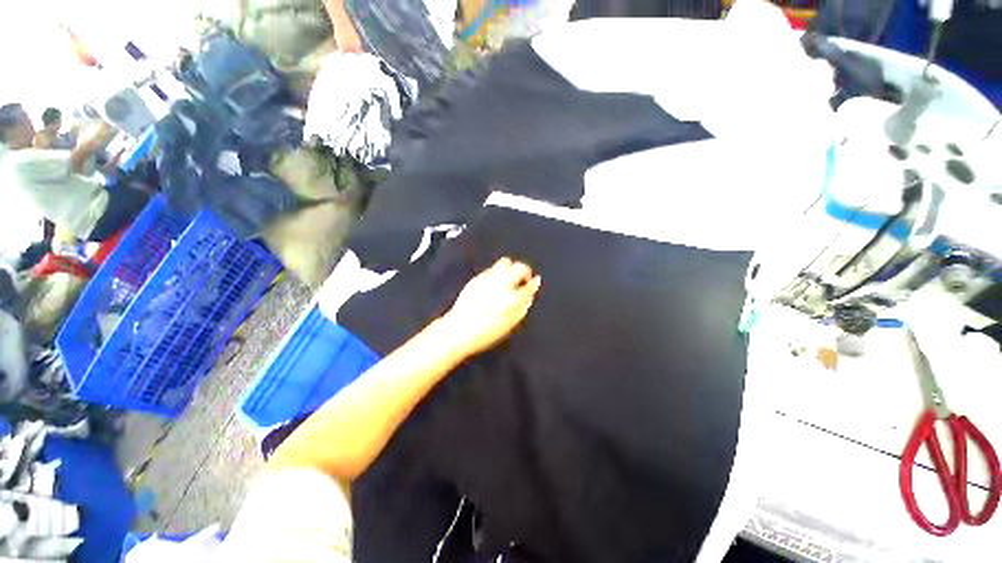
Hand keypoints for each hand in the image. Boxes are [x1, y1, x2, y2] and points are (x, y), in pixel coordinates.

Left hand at [442, 258, 540, 357]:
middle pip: (519, 268)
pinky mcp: (478, 277)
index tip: (535, 281)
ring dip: (511, 268)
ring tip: (510, 277)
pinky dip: (498, 272)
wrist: (459, 329)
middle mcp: (502, 284)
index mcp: (512, 299)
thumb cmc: (486, 333)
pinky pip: (493, 268)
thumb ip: (522, 309)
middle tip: (524, 279)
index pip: (529, 285)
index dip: (534, 283)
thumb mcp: (509, 325)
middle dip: (525, 271)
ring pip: (506, 262)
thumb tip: (529, 297)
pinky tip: (496, 282)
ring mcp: (488, 278)